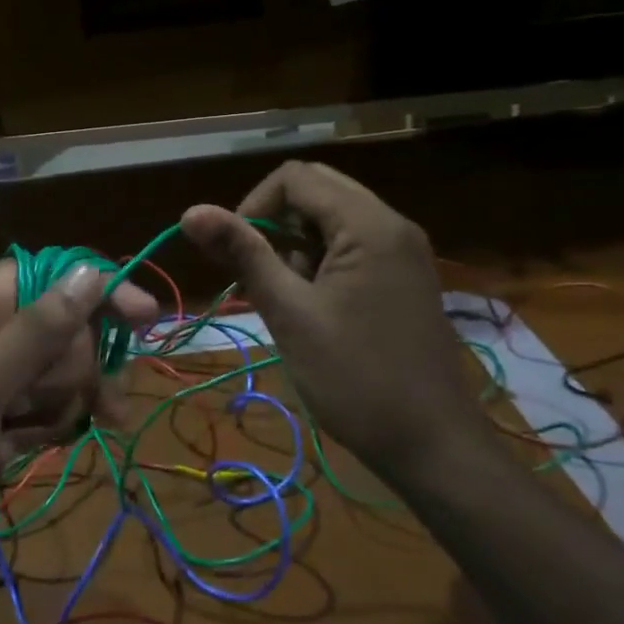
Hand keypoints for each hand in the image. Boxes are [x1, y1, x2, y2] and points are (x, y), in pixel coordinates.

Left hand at [0, 260, 157, 606]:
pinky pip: (52, 408)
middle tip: (87, 400)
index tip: (144, 319)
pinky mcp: (2, 424)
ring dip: (71, 399)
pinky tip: (38, 447)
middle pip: (64, 327)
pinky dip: (57, 424)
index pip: (48, 275)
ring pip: (64, 371)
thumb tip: (91, 272)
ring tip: (45, 432)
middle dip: (80, 363)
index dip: (96, 291)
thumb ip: (36, 333)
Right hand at [181, 161, 484, 480]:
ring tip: (285, 296)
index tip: (237, 254)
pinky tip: (312, 305)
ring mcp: (403, 251)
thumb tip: (190, 211)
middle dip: (275, 222)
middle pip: (317, 190)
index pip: (296, 177)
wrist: (433, 446)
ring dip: (297, 243)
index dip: (254, 205)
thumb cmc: (354, 379)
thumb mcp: (289, 313)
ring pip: (334, 218)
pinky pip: (353, 245)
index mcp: (369, 224)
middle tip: (257, 271)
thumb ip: (243, 254)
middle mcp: (392, 224)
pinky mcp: (404, 277)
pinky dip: (321, 260)